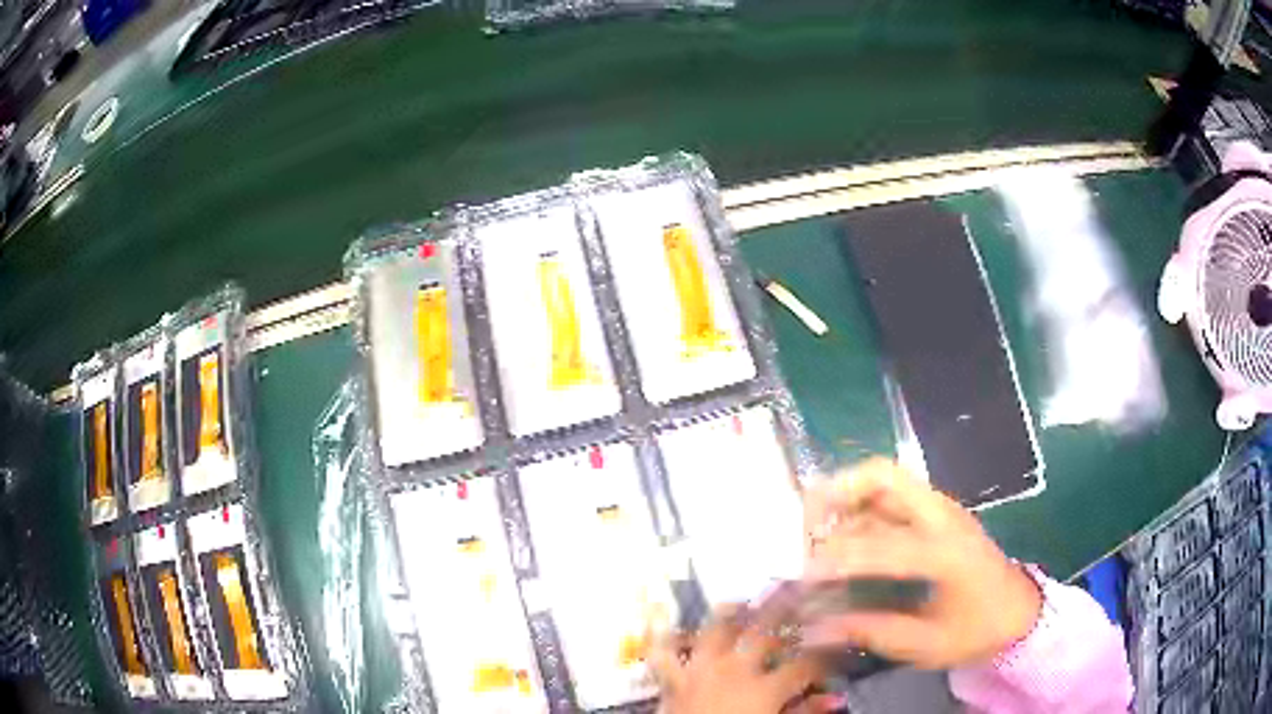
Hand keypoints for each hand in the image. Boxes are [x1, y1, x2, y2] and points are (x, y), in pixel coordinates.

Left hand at [650, 604, 823, 713]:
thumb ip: (804, 712)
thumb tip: (833, 698)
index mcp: (765, 688)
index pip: (804, 665)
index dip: (822, 657)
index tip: (832, 650)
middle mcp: (734, 670)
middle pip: (764, 635)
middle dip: (783, 615)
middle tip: (796, 601)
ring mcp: (700, 671)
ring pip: (715, 631)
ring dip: (729, 615)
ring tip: (742, 603)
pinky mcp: (672, 680)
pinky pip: (663, 653)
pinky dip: (664, 635)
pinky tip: (666, 619)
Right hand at [802, 459, 1041, 668]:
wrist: (1018, 611)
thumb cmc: (977, 631)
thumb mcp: (926, 645)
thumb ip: (871, 631)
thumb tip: (816, 627)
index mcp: (946, 553)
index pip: (881, 546)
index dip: (835, 559)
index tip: (799, 575)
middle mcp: (943, 518)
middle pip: (885, 476)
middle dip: (837, 491)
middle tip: (804, 522)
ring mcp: (942, 510)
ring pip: (886, 480)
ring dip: (846, 497)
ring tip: (814, 531)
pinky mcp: (939, 514)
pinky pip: (893, 497)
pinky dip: (861, 508)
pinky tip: (843, 538)